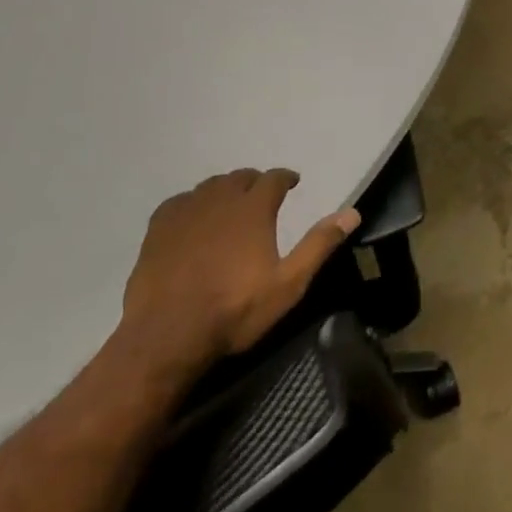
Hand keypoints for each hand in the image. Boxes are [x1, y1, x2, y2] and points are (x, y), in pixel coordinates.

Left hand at [121, 169, 359, 371]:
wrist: (168, 335)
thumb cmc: (235, 310)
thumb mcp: (288, 284)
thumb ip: (319, 245)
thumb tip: (352, 212)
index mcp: (253, 208)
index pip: (273, 178)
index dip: (285, 177)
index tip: (292, 182)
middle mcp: (220, 198)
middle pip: (240, 177)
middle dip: (254, 182)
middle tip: (262, 194)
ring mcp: (186, 210)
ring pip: (210, 186)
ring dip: (224, 189)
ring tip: (230, 204)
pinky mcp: (159, 227)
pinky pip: (180, 201)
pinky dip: (192, 203)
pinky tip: (193, 218)